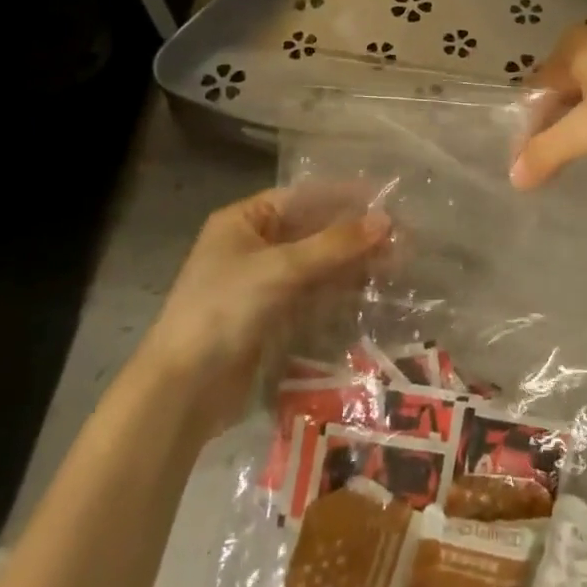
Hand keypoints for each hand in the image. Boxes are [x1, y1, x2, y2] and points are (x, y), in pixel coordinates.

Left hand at [140, 191, 388, 432]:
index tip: (385, 199)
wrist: (184, 389)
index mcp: (244, 221)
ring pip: (318, 264)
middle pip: (313, 230)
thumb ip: (335, 244)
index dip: (343, 197)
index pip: (302, 197)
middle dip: (354, 233)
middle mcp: (254, 246)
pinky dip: (341, 290)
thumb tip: (386, 221)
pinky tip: (373, 290)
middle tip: (402, 236)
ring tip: (398, 262)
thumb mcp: (281, 269)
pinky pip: (314, 294)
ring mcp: (264, 284)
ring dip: (353, 262)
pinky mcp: (274, 317)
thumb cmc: (225, 309)